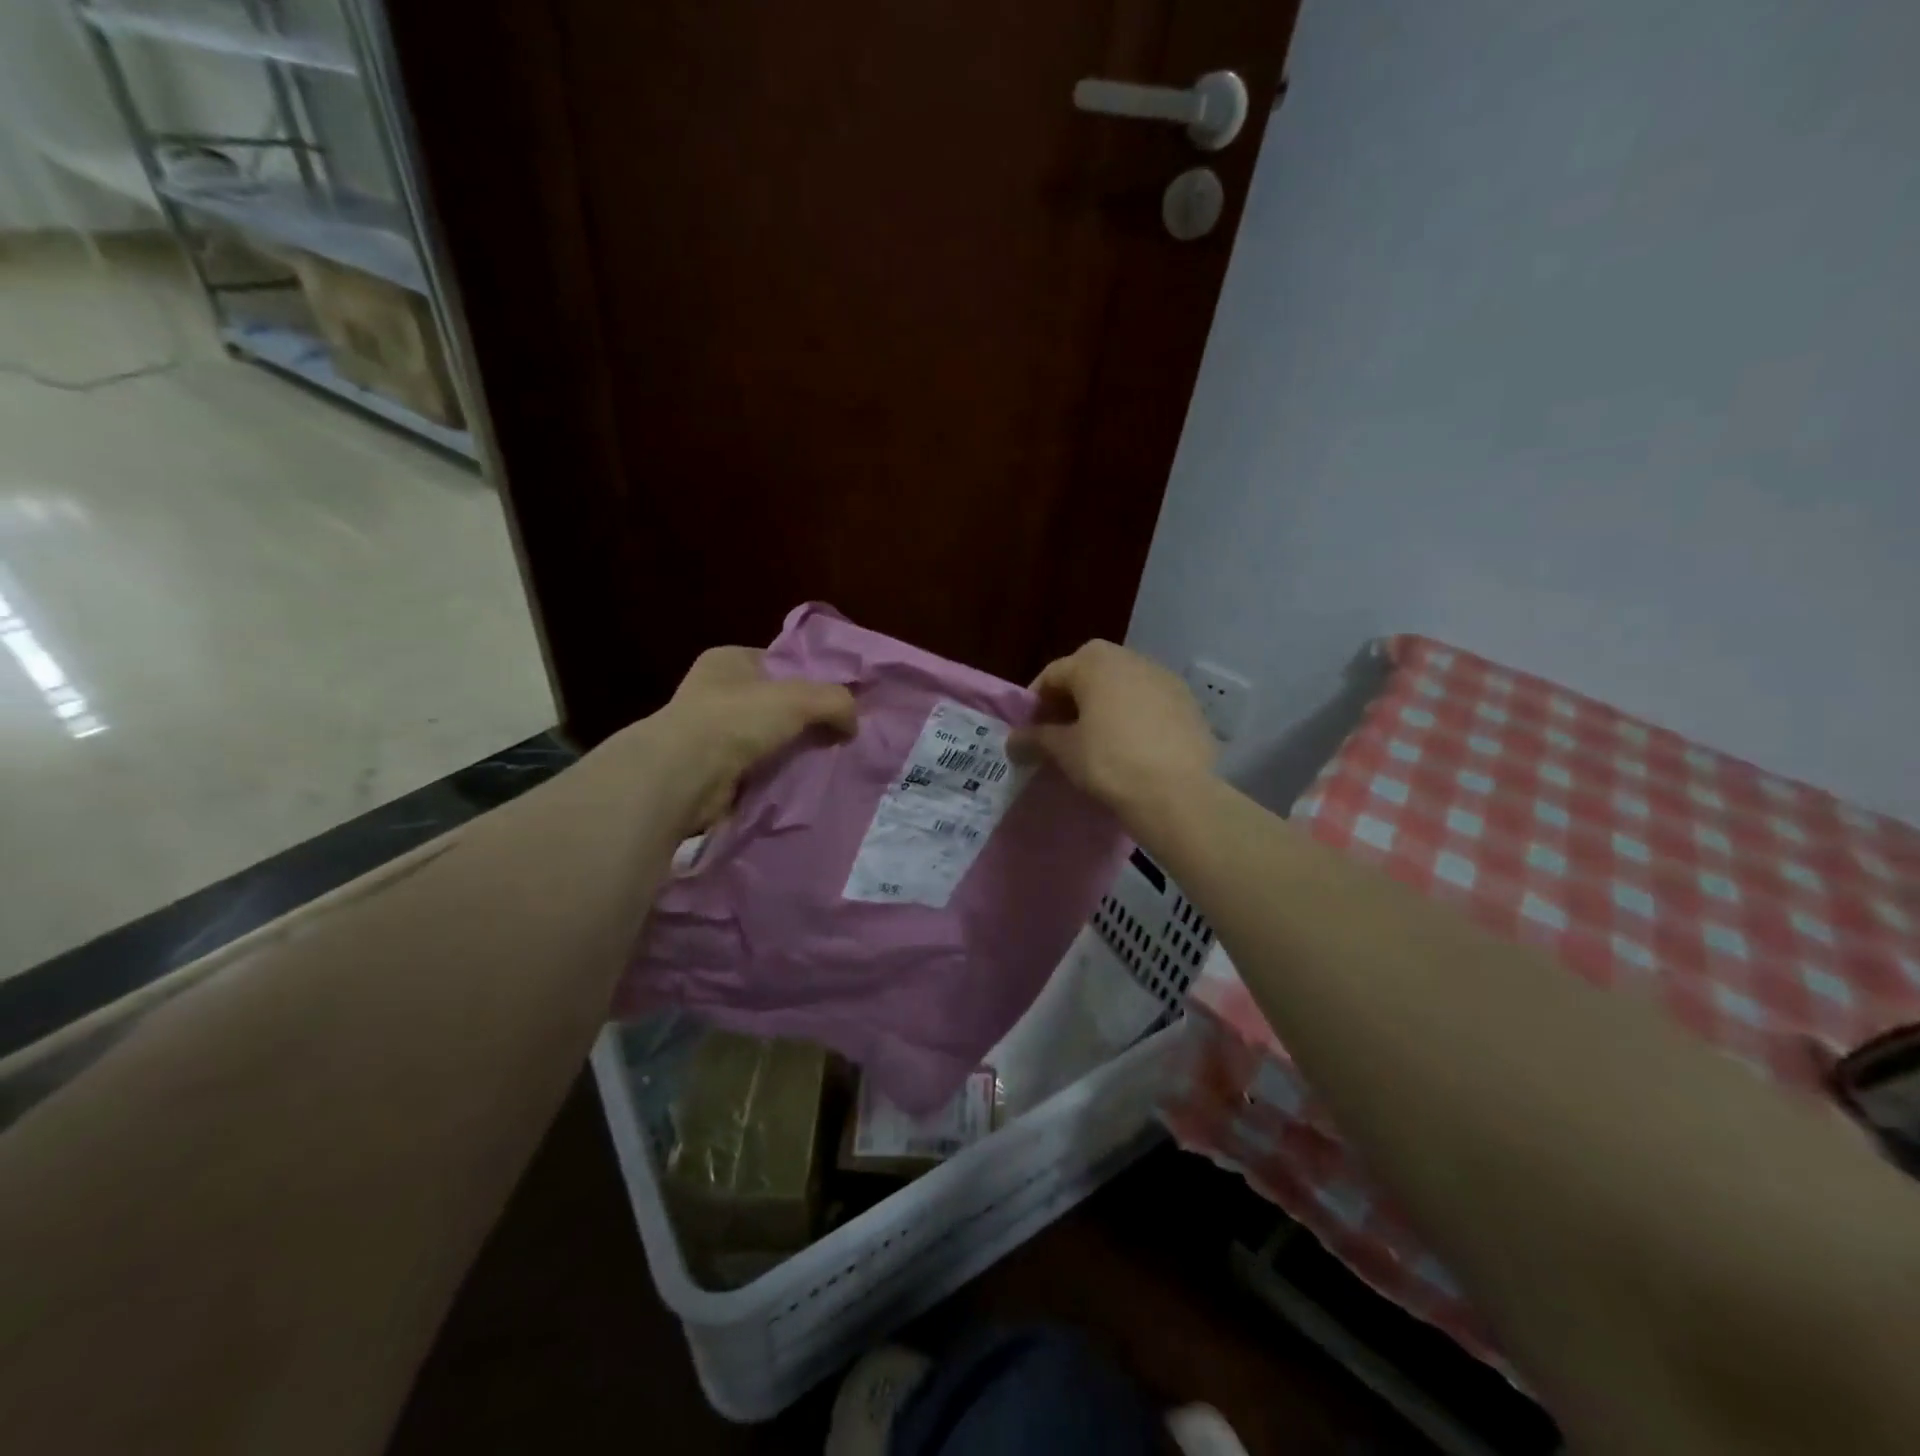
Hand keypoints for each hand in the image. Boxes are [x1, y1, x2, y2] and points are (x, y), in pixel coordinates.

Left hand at [643, 647, 856, 832]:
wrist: (685, 775)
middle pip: (776, 703)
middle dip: (805, 720)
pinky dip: (776, 776)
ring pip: (768, 739)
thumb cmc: (738, 719)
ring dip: (791, 751)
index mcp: (729, 660)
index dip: (811, 679)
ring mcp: (711, 733)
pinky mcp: (712, 771)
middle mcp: (716, 692)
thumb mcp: (800, 697)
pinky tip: (802, 783)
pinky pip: (757, 769)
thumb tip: (854, 724)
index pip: (780, 663)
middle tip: (840, 735)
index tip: (840, 702)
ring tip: (828, 762)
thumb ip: (836, 701)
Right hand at [1010, 640, 1216, 831]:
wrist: (1177, 792)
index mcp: (1095, 662)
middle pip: (1089, 673)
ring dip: (1104, 705)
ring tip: (1096, 739)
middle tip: (1061, 731)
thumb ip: (1035, 739)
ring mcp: (1164, 678)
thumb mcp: (1064, 751)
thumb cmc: (1110, 762)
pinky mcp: (1188, 702)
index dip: (1036, 702)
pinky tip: (1131, 746)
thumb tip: (1012, 741)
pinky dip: (1134, 716)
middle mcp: (1130, 658)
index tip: (1030, 730)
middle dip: (1071, 699)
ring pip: (1122, 685)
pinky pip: (1149, 702)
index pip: (1053, 675)